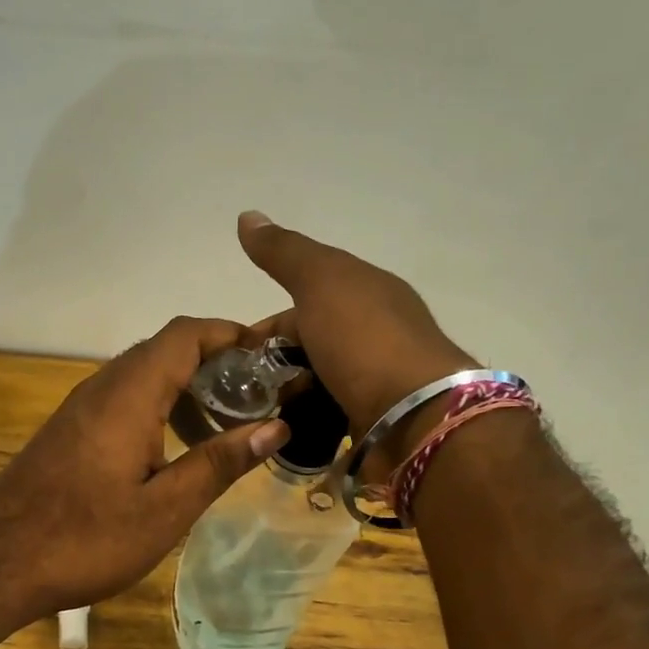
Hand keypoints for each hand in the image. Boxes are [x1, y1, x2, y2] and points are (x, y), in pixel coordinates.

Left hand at [0, 317, 289, 623]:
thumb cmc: (86, 538)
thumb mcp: (165, 509)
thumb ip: (219, 463)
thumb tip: (276, 426)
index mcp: (130, 394)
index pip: (185, 334)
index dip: (230, 334)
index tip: (270, 356)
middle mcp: (103, 386)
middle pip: (165, 349)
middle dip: (215, 361)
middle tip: (258, 395)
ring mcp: (81, 407)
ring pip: (143, 374)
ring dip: (186, 386)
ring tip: (226, 423)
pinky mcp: (70, 430)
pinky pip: (123, 398)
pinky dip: (159, 406)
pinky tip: (176, 448)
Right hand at [238, 211, 479, 458]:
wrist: (416, 416)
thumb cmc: (365, 341)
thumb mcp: (321, 281)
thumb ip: (284, 253)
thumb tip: (247, 216)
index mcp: (366, 293)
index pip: (303, 302)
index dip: (265, 327)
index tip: (233, 354)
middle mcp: (372, 335)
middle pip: (305, 347)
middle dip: (270, 368)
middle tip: (238, 392)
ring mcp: (373, 382)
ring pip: (312, 384)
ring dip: (283, 397)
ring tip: (253, 417)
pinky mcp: (371, 421)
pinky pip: (324, 418)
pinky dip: (300, 423)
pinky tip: (279, 433)